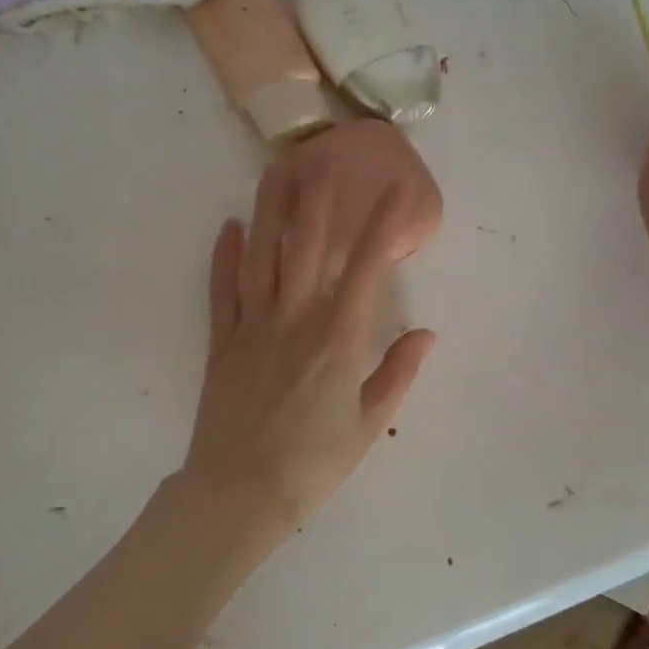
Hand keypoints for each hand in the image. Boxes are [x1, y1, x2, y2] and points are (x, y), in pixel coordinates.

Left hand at [180, 165, 437, 544]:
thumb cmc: (314, 463)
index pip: (366, 269)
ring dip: (270, 210)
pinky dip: (225, 255)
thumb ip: (398, 373)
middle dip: (320, 198)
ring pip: (262, 256)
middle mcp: (295, 319)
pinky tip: (231, 226)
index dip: (383, 226)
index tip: (396, 191)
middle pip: (307, 246)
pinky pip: (223, 288)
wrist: (240, 493)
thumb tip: (426, 332)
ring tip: (276, 170)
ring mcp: (253, 326)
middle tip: (325, 156)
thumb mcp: (369, 425)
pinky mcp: (222, 341)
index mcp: (338, 339)